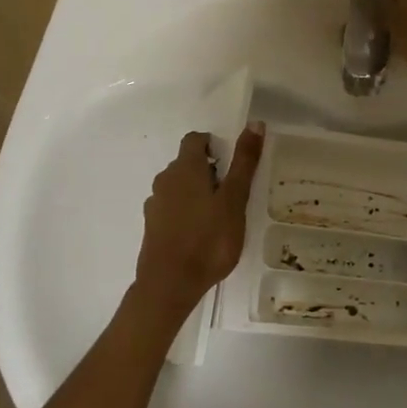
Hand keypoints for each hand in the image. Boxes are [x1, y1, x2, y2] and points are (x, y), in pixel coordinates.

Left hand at [133, 122, 266, 314]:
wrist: (169, 284)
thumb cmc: (208, 239)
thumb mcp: (234, 200)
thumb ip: (244, 162)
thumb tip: (255, 123)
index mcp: (185, 168)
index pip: (195, 139)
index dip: (214, 145)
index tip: (232, 166)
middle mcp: (165, 179)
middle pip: (187, 163)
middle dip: (209, 171)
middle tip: (232, 195)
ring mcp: (155, 204)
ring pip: (179, 187)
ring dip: (197, 193)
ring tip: (218, 217)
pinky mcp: (152, 226)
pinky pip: (171, 208)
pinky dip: (185, 212)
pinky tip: (200, 234)